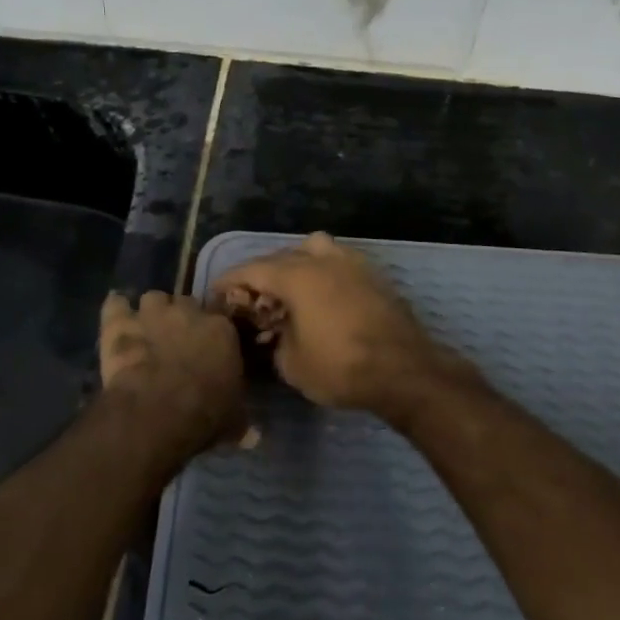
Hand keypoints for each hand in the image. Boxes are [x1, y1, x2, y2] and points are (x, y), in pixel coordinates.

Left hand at [99, 290, 245, 459]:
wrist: (158, 410)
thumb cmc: (204, 413)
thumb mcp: (233, 421)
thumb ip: (241, 420)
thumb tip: (254, 436)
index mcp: (222, 329)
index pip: (220, 316)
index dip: (212, 329)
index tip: (208, 344)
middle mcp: (188, 312)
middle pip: (186, 302)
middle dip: (181, 317)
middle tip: (176, 340)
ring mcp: (152, 313)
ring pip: (154, 298)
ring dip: (151, 311)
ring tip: (147, 328)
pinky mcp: (121, 323)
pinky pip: (116, 304)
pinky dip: (116, 309)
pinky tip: (116, 314)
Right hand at [210, 232, 463, 416]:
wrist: (404, 370)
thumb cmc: (342, 367)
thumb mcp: (292, 364)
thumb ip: (274, 340)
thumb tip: (276, 333)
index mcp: (296, 275)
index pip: (251, 270)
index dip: (229, 282)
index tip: (215, 295)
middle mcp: (321, 259)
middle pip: (281, 257)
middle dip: (261, 275)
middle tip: (252, 300)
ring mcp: (351, 262)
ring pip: (313, 249)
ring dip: (296, 265)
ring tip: (291, 292)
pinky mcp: (373, 274)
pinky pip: (337, 262)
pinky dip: (322, 272)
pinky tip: (322, 298)